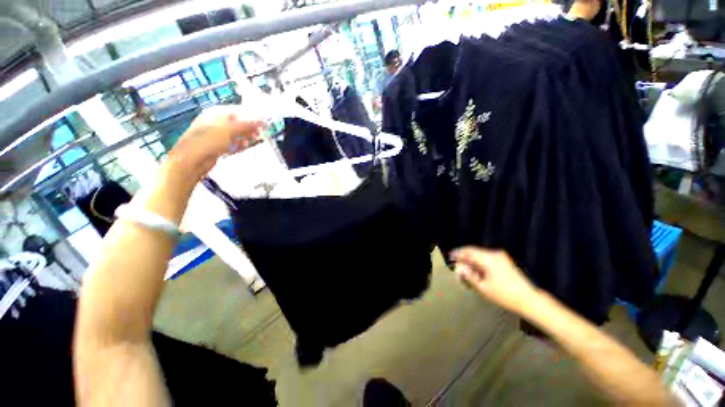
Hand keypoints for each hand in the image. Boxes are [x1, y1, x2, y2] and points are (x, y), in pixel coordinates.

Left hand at [167, 105, 265, 179]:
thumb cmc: (210, 139)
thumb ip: (246, 125)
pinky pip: (231, 143)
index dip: (250, 115)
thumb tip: (260, 121)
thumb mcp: (230, 129)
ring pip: (235, 133)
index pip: (237, 110)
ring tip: (254, 140)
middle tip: (260, 133)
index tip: (262, 122)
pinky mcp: (217, 146)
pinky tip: (244, 147)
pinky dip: (239, 144)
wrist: (193, 158)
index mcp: (216, 113)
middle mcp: (216, 122)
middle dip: (249, 127)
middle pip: (237, 122)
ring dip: (245, 136)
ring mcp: (216, 134)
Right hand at [451, 247, 537, 312]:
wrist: (529, 299)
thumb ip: (468, 275)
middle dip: (464, 257)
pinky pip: (486, 257)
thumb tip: (459, 267)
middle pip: (473, 251)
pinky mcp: (504, 261)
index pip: (468, 251)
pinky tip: (476, 271)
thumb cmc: (504, 295)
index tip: (449, 257)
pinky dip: (479, 262)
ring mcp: (500, 256)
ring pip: (479, 254)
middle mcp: (494, 253)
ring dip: (471, 260)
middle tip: (456, 265)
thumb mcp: (483, 287)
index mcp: (488, 258)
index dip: (457, 253)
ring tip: (465, 270)